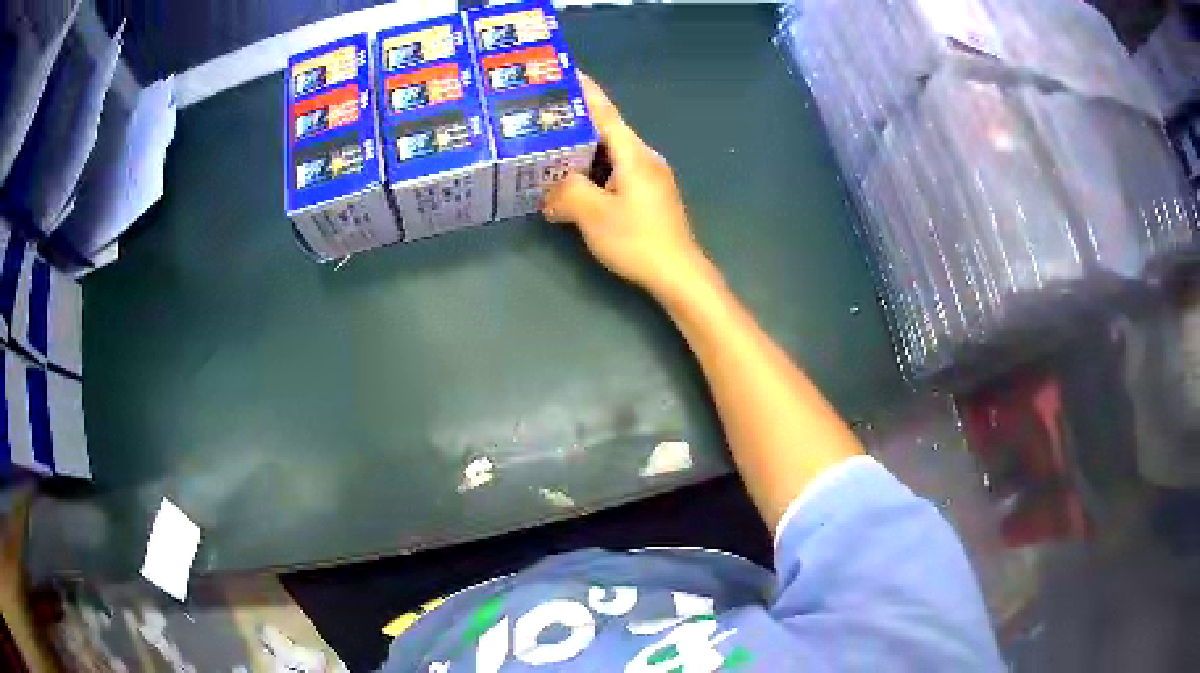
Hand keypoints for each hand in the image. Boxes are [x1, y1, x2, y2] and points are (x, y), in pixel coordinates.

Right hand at [543, 74, 709, 298]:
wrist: (678, 273)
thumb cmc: (638, 239)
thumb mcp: (593, 215)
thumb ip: (567, 193)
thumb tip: (550, 191)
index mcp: (634, 154)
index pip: (606, 113)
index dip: (586, 92)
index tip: (567, 73)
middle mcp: (645, 158)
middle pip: (607, 131)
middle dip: (577, 121)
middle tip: (545, 116)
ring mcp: (650, 177)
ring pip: (611, 153)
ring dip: (583, 149)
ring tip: (553, 146)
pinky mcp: (650, 195)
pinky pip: (616, 172)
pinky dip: (594, 170)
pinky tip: (575, 180)